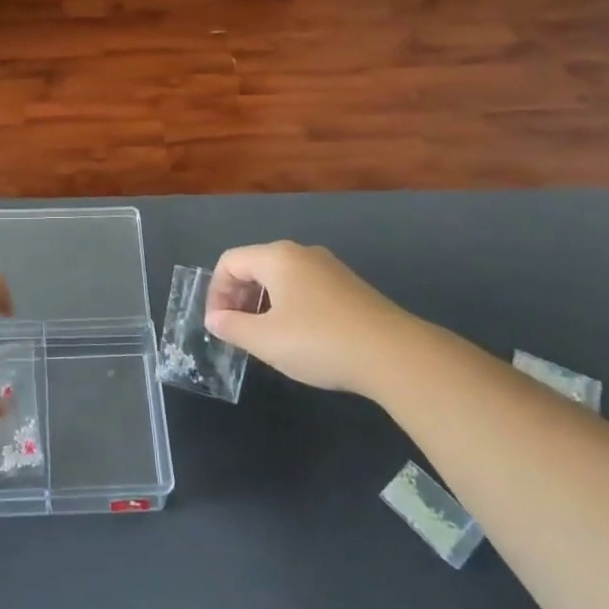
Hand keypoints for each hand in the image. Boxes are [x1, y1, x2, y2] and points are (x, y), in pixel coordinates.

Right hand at [205, 240, 425, 395]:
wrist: (394, 355)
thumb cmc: (319, 341)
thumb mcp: (266, 340)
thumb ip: (232, 327)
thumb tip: (214, 319)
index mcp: (277, 257)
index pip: (230, 262)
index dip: (216, 292)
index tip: (218, 325)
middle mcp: (301, 253)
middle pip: (255, 266)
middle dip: (238, 297)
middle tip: (237, 332)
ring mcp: (329, 268)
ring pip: (281, 278)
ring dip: (263, 304)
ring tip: (265, 338)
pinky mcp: (348, 287)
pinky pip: (304, 288)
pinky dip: (288, 307)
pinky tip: (298, 338)